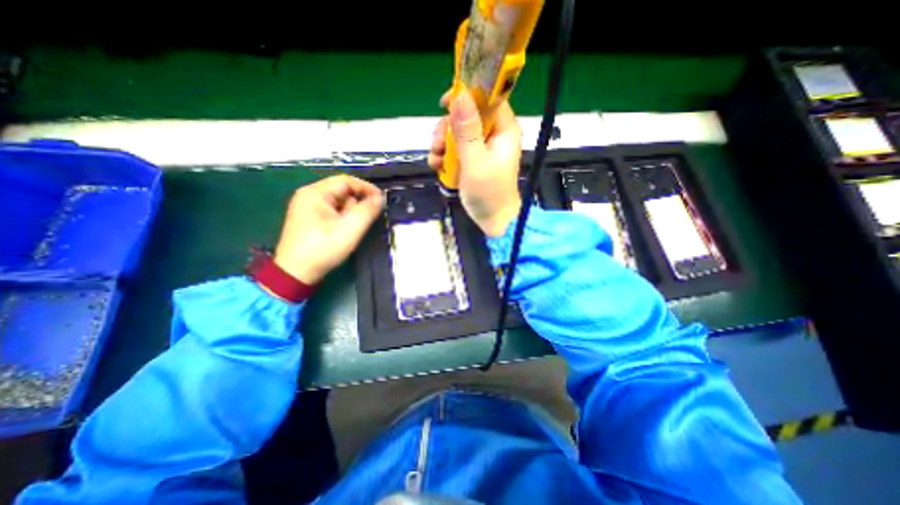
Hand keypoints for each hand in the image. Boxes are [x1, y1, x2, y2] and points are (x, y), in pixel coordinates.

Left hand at [276, 174, 383, 283]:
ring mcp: (308, 208)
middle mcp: (309, 196)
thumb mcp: (350, 229)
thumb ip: (367, 210)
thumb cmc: (323, 248)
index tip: (382, 200)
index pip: (346, 181)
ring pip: (339, 203)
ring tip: (354, 229)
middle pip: (342, 191)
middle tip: (367, 219)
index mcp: (315, 193)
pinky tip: (346, 231)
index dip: (366, 188)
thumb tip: (380, 198)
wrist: (297, 273)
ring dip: (351, 212)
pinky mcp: (310, 220)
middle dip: (358, 203)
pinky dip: (344, 218)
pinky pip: (333, 212)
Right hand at [427, 90, 519, 236]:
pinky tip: (438, 167)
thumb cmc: (489, 193)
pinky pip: (455, 149)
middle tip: (437, 145)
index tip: (444, 104)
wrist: (491, 220)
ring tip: (436, 161)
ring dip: (442, 144)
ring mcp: (481, 147)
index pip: (488, 99)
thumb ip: (467, 131)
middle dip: (447, 129)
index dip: (467, 96)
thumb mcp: (476, 162)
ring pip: (457, 132)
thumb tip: (460, 95)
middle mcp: (493, 134)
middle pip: (467, 115)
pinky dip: (444, 156)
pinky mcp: (472, 159)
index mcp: (503, 130)